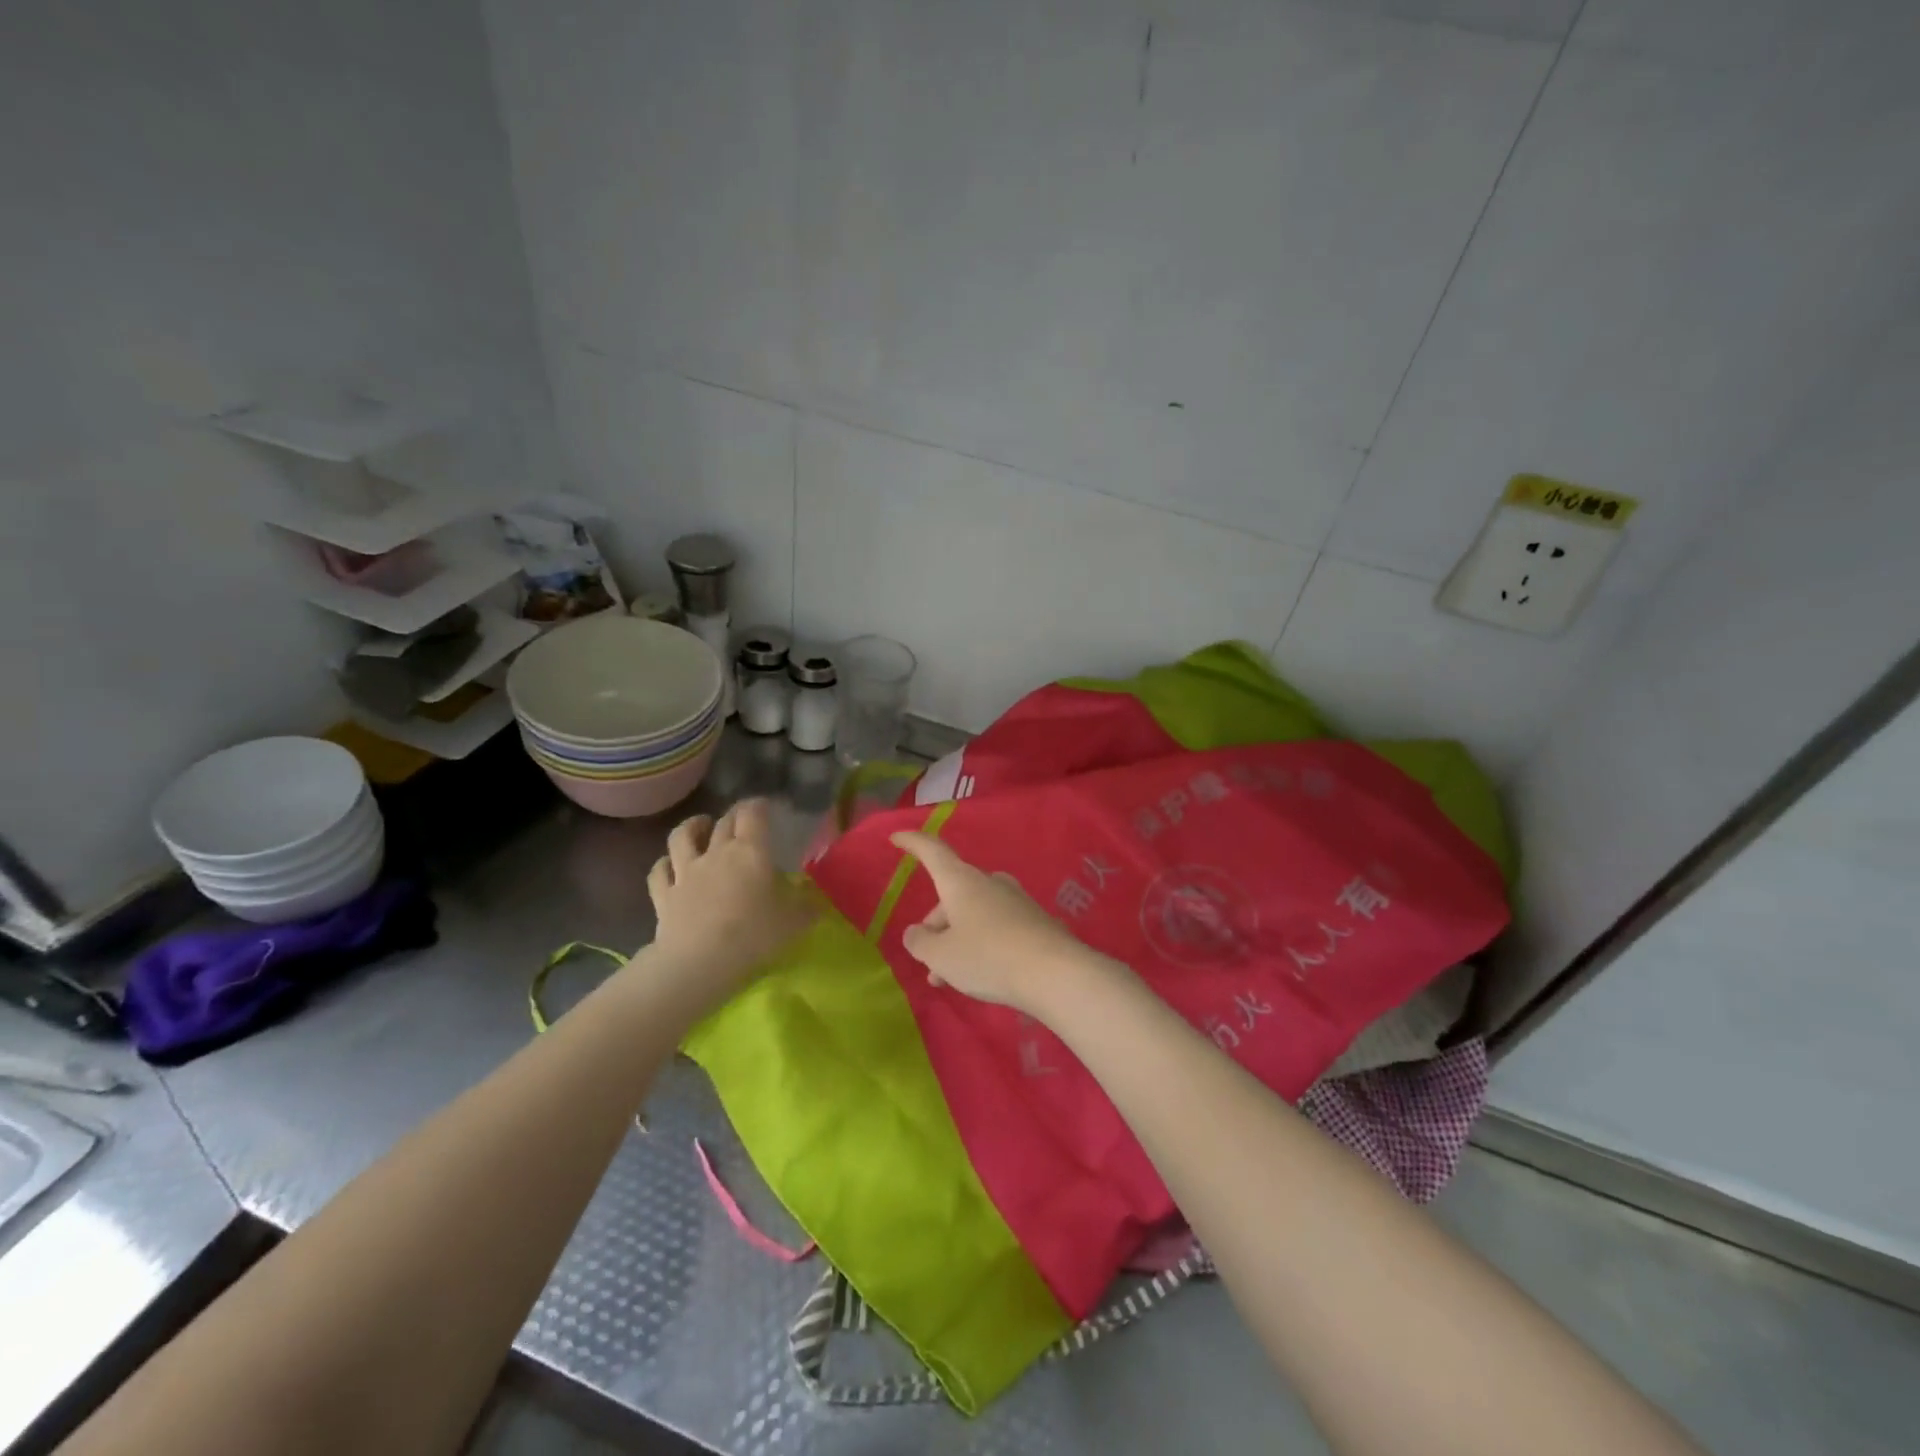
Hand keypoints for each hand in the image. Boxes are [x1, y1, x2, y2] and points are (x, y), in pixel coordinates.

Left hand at [644, 800, 814, 1004]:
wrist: (699, 961)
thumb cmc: (753, 935)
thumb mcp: (794, 922)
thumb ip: (806, 907)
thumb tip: (817, 901)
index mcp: (750, 852)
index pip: (753, 815)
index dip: (758, 805)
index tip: (765, 806)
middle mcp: (717, 853)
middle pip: (723, 822)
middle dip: (734, 815)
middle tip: (742, 818)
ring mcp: (686, 872)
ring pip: (682, 837)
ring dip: (692, 827)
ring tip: (699, 825)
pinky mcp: (664, 895)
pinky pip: (660, 871)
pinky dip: (664, 864)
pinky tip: (668, 864)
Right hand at [890, 830, 1117, 1020]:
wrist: (1055, 973)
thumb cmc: (988, 957)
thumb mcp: (942, 956)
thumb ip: (921, 943)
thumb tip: (916, 932)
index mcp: (961, 881)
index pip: (933, 851)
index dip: (913, 843)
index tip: (896, 837)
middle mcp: (989, 882)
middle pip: (952, 894)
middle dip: (936, 925)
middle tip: (929, 963)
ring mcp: (1014, 899)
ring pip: (973, 914)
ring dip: (957, 940)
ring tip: (950, 979)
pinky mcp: (1034, 920)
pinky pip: (996, 926)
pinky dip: (981, 944)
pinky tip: (982, 974)